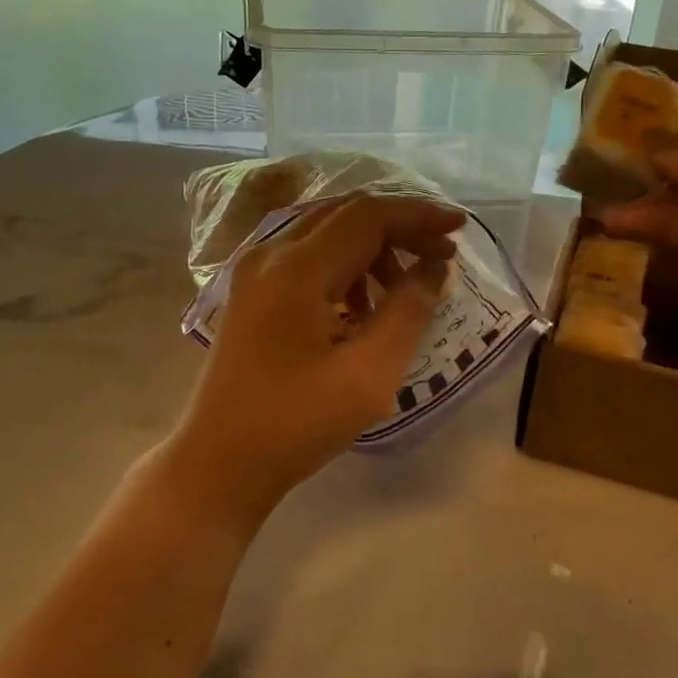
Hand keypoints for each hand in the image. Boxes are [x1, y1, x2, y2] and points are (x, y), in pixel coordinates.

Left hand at [163, 194, 462, 522]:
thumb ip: (408, 312)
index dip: (417, 215)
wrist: (219, 462)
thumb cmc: (296, 423)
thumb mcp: (368, 374)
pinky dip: (343, 269)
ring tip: (403, 292)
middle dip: (398, 228)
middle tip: (441, 255)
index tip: (459, 229)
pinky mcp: (251, 294)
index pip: (367, 215)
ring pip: (325, 235)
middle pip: (345, 216)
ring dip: (371, 250)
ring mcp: (254, 273)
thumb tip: (433, 268)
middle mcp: (270, 255)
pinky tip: (361, 309)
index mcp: (296, 268)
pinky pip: (306, 259)